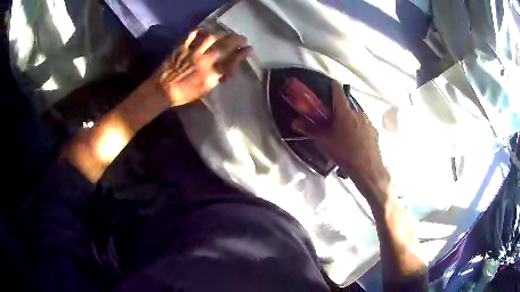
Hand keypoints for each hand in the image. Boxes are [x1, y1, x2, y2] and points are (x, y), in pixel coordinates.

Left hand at [155, 29, 250, 106]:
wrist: (163, 90)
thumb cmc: (183, 95)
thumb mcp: (204, 90)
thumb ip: (216, 78)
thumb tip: (226, 71)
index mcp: (212, 74)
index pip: (232, 61)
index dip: (242, 53)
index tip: (249, 48)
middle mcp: (205, 61)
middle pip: (225, 46)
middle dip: (237, 40)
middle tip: (242, 38)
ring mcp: (193, 52)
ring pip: (211, 37)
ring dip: (221, 34)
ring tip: (224, 34)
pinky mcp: (182, 48)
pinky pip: (191, 35)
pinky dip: (198, 31)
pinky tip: (203, 30)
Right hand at [292, 81, 389, 201]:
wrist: (367, 169)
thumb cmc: (344, 153)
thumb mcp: (324, 142)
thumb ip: (310, 130)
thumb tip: (294, 122)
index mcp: (344, 112)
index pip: (337, 91)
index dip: (332, 85)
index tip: (329, 84)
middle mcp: (357, 112)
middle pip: (346, 105)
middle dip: (339, 110)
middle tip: (334, 122)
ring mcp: (368, 121)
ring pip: (355, 115)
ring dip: (349, 120)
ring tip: (345, 135)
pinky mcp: (374, 130)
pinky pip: (363, 124)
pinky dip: (358, 128)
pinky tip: (356, 141)